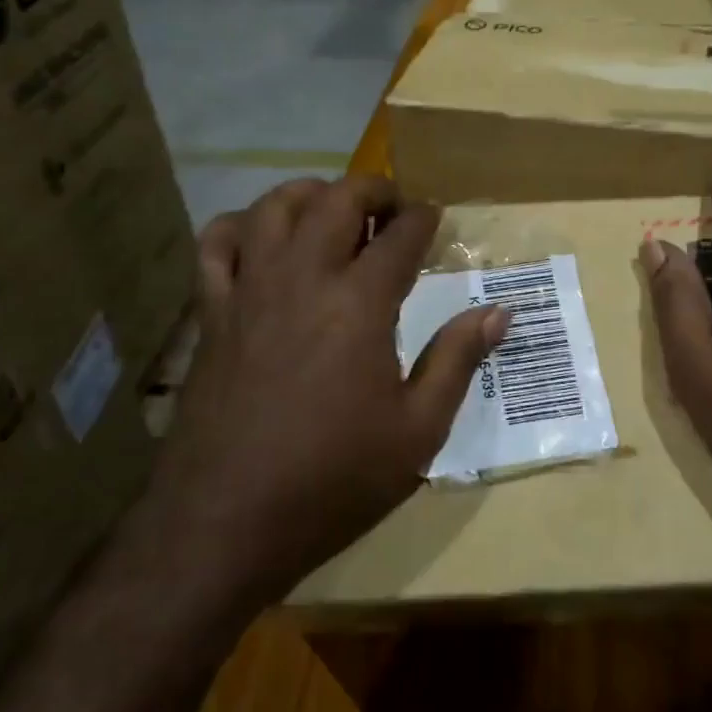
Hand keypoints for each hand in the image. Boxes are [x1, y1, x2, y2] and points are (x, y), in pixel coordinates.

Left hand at [145, 177, 507, 606]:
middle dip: (374, 189)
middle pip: (338, 199)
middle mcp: (304, 278)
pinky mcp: (211, 312)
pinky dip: (240, 226)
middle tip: (393, 207)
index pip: (401, 234)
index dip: (425, 218)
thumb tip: (499, 312)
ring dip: (310, 194)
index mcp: (360, 303)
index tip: (435, 218)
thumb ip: (458, 360)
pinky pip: (216, 244)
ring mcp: (250, 289)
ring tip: (331, 209)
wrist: (225, 522)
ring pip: (274, 206)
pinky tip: (259, 239)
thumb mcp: (418, 431)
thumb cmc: (333, 479)